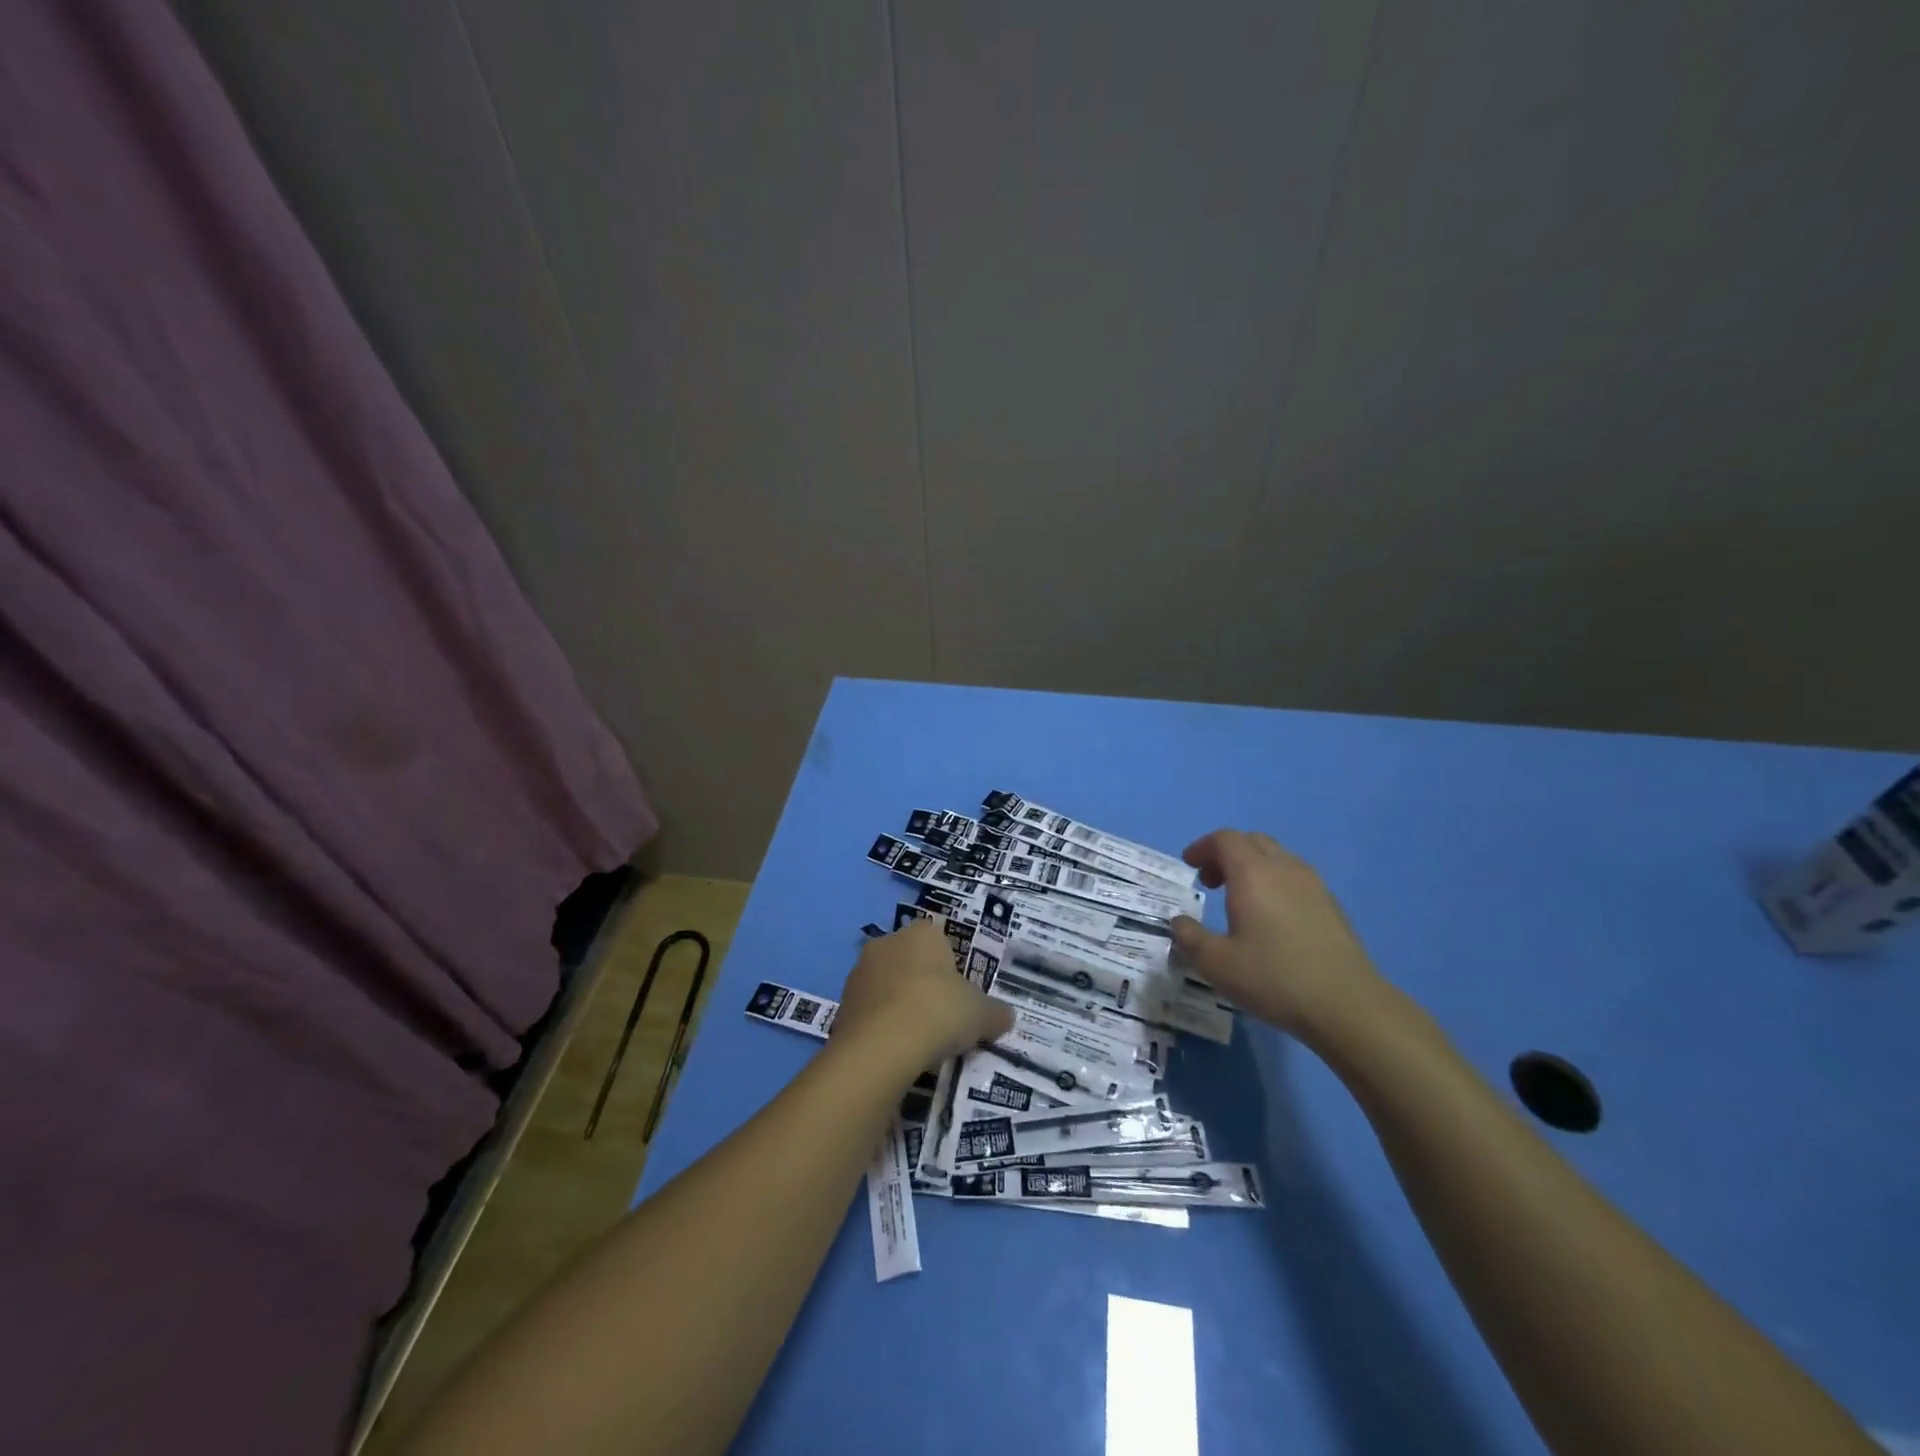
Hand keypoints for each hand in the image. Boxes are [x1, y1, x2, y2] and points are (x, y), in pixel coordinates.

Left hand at [833, 918, 1012, 1067]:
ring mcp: (860, 972)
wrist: (883, 1045)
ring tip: (918, 1039)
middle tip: (941, 1016)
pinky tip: (895, 1049)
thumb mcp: (981, 1014)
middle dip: (922, 983)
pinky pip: (870, 1011)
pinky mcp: (842, 1004)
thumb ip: (995, 1013)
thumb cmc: (939, 1011)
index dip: (950, 966)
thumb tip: (1004, 1017)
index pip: (938, 938)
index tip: (959, 994)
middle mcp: (887, 943)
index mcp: (922, 933)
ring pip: (886, 984)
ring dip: (899, 1004)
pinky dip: (881, 1026)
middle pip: (910, 960)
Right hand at [1169, 829, 1386, 1042]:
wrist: (1347, 1005)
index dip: (1202, 847)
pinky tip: (1271, 918)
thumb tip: (1179, 922)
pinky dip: (1274, 883)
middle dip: (1226, 854)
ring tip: (1239, 900)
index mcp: (1252, 873)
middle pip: (1252, 841)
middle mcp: (1284, 868)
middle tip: (1210, 882)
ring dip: (1252, 867)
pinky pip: (1295, 877)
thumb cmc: (1274, 978)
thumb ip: (1190, 937)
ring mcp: (1313, 885)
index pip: (1224, 839)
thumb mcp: (1216, 964)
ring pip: (1276, 857)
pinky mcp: (1332, 905)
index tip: (1189, 866)